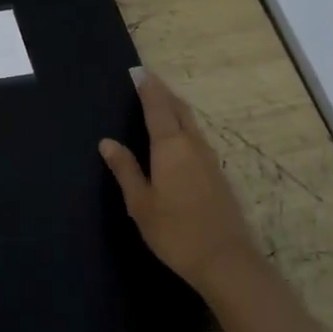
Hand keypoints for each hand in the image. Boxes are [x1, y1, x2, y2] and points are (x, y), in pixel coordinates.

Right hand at [99, 69, 261, 295]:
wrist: (225, 260)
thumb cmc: (175, 231)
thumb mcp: (140, 203)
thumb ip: (125, 169)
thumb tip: (107, 142)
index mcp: (170, 147)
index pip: (157, 107)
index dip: (147, 87)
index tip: (137, 71)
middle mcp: (192, 144)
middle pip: (178, 108)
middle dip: (162, 91)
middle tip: (147, 80)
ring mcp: (208, 158)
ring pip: (190, 122)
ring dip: (174, 107)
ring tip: (160, 100)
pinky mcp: (217, 173)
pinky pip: (196, 136)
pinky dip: (183, 124)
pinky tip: (177, 135)